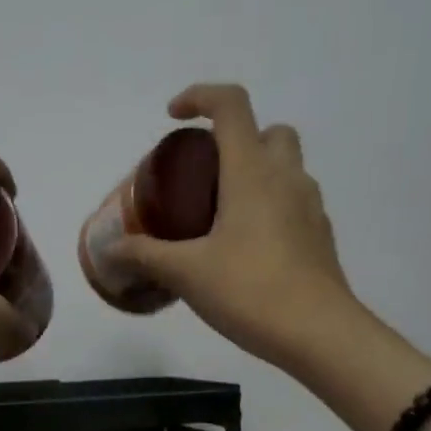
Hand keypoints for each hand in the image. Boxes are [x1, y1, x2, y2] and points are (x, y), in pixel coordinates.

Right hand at [108, 84, 354, 370]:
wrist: (318, 333)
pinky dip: (269, 207)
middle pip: (268, 131)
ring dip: (255, 174)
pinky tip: (245, 249)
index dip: (200, 97)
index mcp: (252, 172)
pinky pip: (293, 203)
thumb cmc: (249, 290)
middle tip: (204, 176)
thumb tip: (110, 249)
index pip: (231, 106)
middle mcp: (286, 178)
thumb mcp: (186, 273)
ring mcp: (310, 206)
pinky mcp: (319, 236)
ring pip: (285, 167)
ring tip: (220, 217)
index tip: (173, 118)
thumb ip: (145, 256)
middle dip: (236, 140)